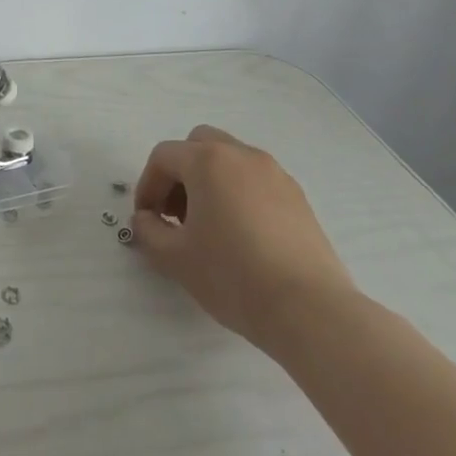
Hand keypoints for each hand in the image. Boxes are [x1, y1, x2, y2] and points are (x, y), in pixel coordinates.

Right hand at [130, 124, 357, 356]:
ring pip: (230, 160)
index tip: (146, 219)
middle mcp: (242, 155)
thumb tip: (146, 219)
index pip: (163, 157)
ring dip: (209, 181)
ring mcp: (275, 173)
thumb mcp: (174, 257)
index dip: (147, 185)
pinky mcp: (298, 197)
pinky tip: (240, 235)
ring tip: (208, 226)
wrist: (309, 310)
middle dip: (180, 173)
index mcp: (208, 161)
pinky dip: (238, 194)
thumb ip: (148, 231)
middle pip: (199, 145)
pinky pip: (256, 180)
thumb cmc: (232, 276)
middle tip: (176, 213)